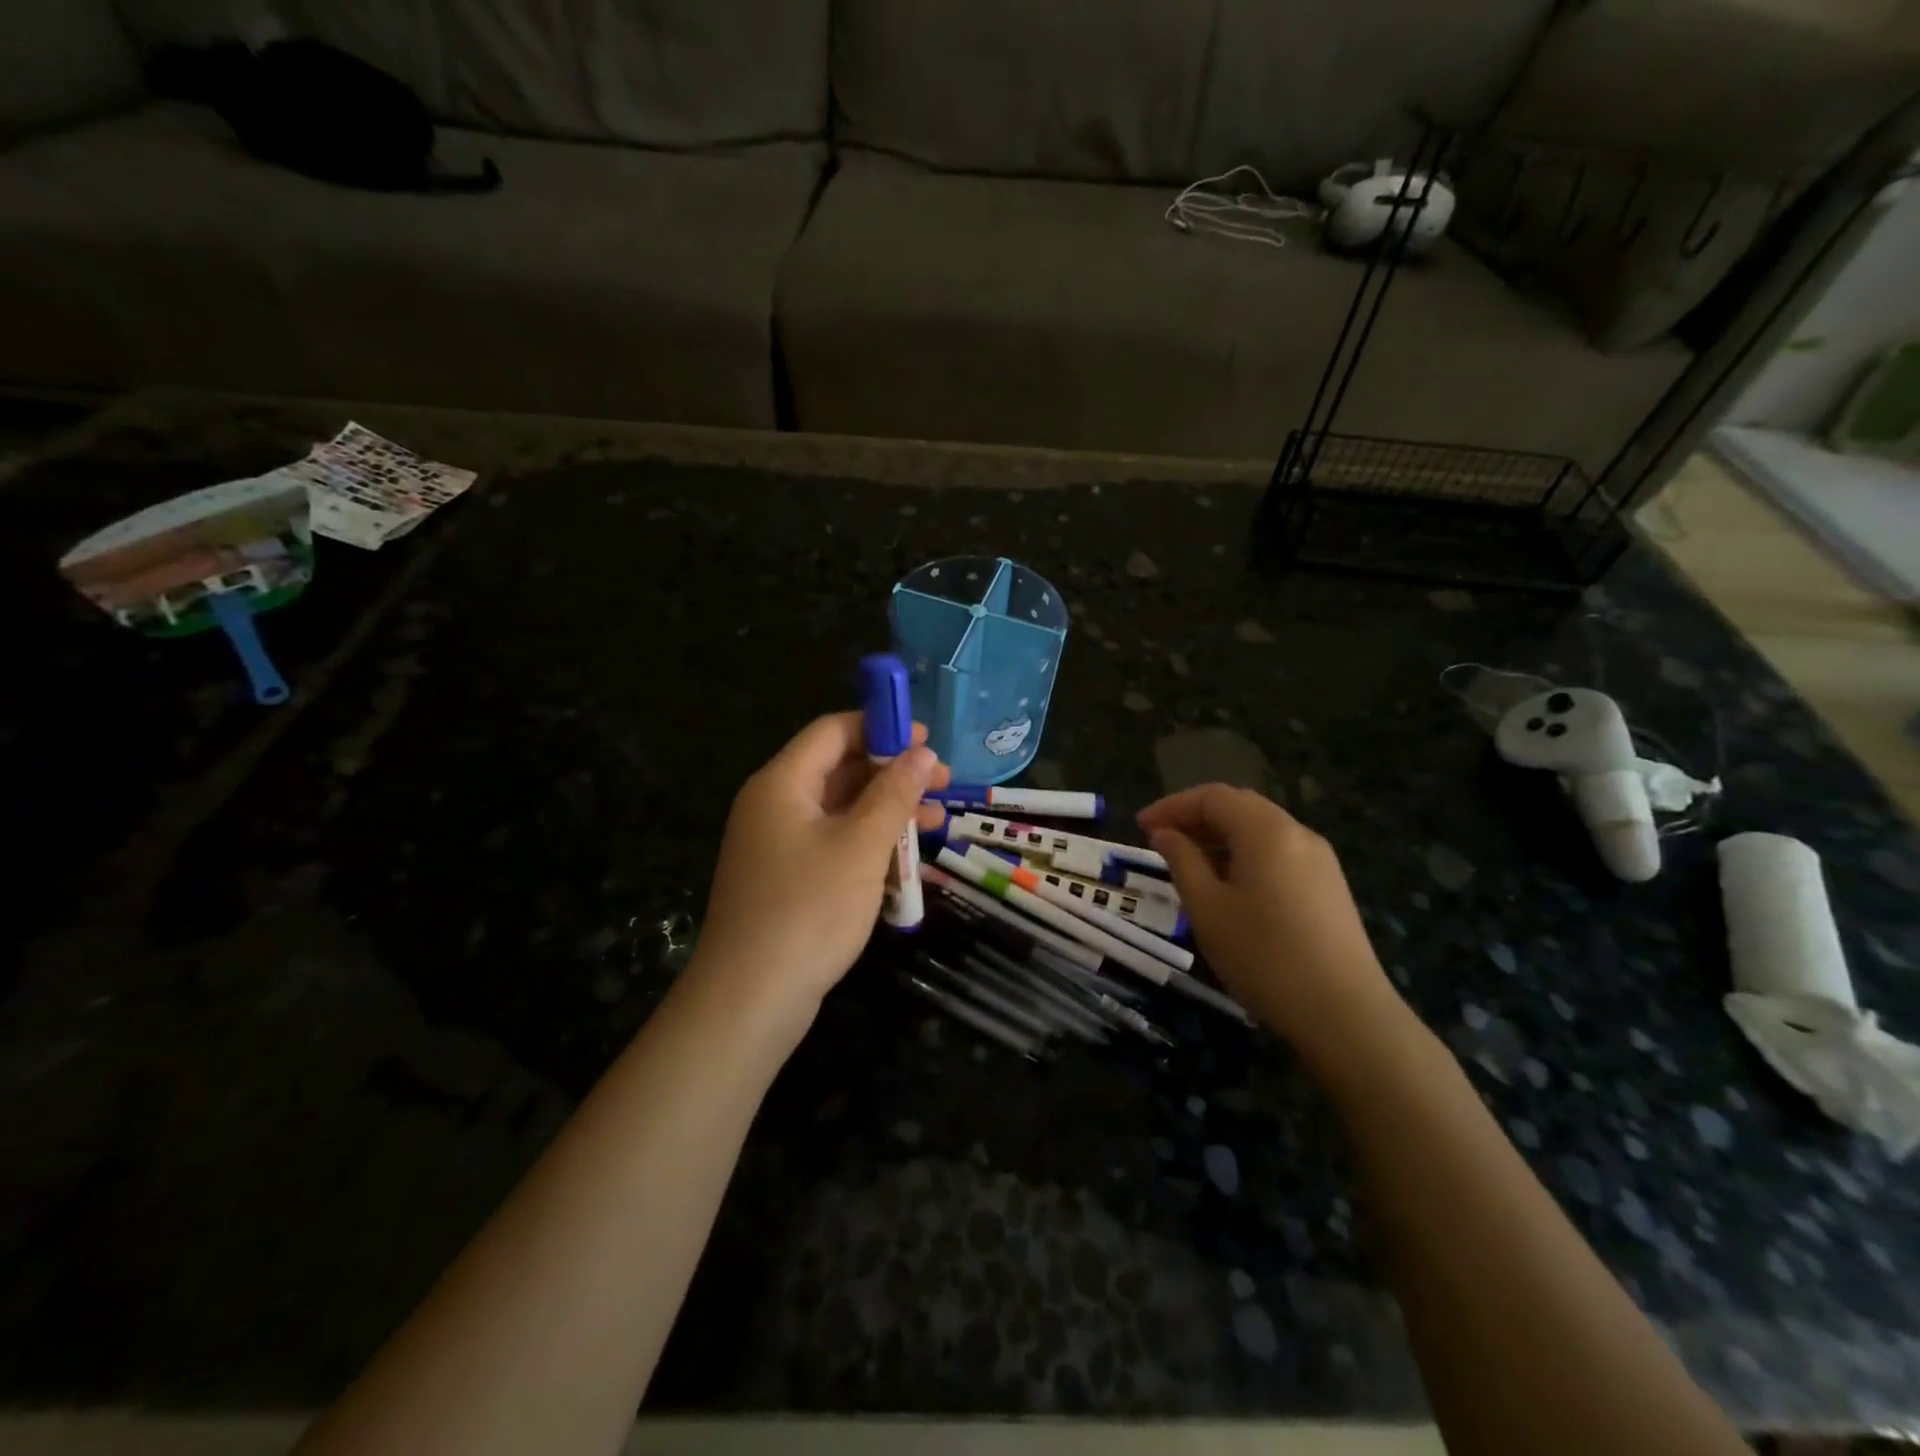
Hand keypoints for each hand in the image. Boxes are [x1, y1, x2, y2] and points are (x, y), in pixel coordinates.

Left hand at [691, 713, 948, 1019]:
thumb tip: (923, 752)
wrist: (750, 999)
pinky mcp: (786, 878)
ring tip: (937, 824)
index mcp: (782, 783)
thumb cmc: (808, 910)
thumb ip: (894, 794)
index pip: (833, 731)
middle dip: (893, 773)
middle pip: (839, 768)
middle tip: (944, 784)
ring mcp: (778, 844)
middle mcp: (775, 805)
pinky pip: (833, 844)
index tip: (928, 740)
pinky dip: (868, 844)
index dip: (882, 727)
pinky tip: (905, 861)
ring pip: (840, 810)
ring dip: (888, 812)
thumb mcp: (861, 846)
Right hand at [1138, 785, 1408, 1072]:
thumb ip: (1182, 861)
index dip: (1172, 806)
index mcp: (1267, 831)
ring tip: (1189, 863)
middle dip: (1196, 817)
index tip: (1140, 826)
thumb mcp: (1207, 908)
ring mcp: (1320, 859)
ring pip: (1261, 829)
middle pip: (1240, 806)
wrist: (1344, 1013)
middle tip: (1161, 839)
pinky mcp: (1329, 886)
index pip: (1213, 797)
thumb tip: (1165, 834)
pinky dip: (1245, 854)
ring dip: (1220, 836)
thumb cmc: (1264, 956)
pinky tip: (1229, 885)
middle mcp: (1297, 833)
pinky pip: (1279, 852)